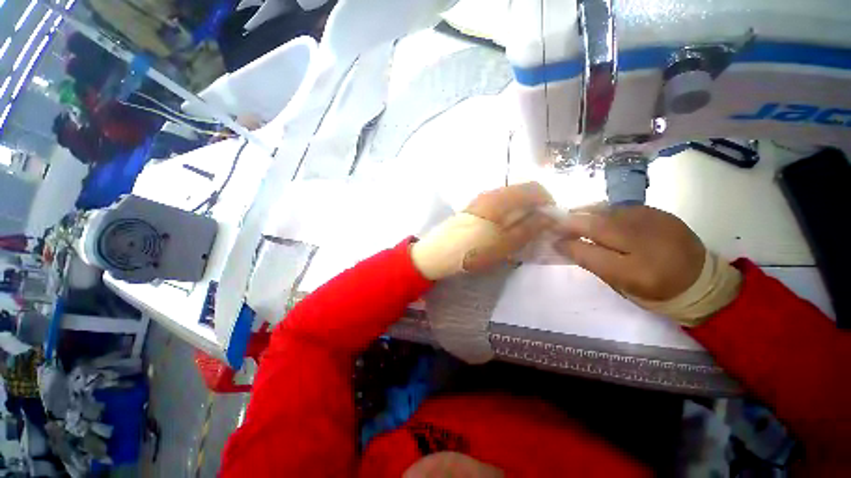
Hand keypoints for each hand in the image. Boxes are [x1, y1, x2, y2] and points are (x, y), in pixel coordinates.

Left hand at [411, 182, 553, 279]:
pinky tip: (506, 230)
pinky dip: (508, 214)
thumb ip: (529, 228)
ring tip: (523, 231)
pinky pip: (497, 206)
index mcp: (500, 198)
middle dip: (535, 207)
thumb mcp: (506, 244)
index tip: (551, 220)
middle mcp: (490, 194)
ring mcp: (480, 200)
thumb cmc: (473, 251)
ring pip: (509, 199)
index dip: (547, 201)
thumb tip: (550, 216)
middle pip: (521, 192)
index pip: (533, 188)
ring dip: (521, 211)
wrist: (438, 253)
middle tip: (538, 228)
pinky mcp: (473, 209)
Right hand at [553, 205, 705, 300]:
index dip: (568, 245)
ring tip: (570, 217)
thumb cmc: (654, 289)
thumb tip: (565, 244)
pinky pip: (620, 207)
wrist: (700, 280)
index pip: (590, 254)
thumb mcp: (620, 284)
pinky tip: (594, 215)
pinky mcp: (658, 212)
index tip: (552, 241)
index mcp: (635, 272)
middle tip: (554, 224)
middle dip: (571, 223)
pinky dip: (602, 210)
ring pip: (607, 212)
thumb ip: (592, 262)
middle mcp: (645, 244)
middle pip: (597, 226)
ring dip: (584, 214)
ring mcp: (654, 223)